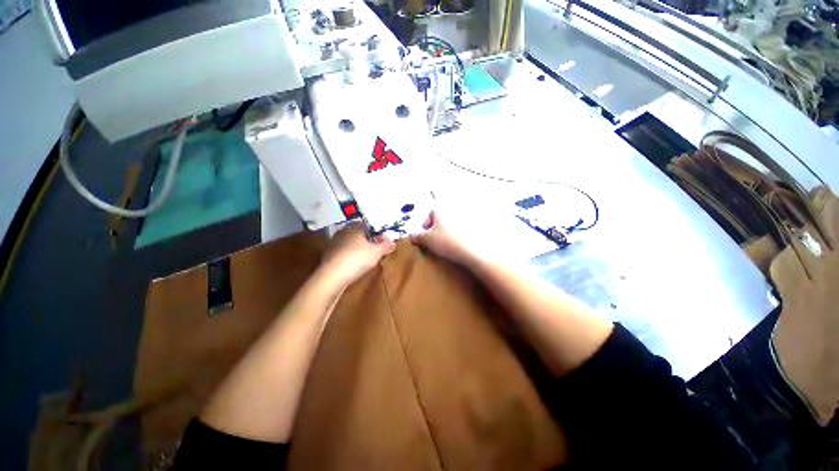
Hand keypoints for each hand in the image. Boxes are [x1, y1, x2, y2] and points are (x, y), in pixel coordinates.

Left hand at [321, 223, 395, 286]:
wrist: (332, 276)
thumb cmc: (357, 259)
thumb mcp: (376, 253)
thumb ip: (386, 246)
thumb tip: (393, 242)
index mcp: (355, 226)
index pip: (369, 226)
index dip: (378, 233)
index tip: (384, 242)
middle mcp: (344, 231)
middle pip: (360, 234)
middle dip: (369, 240)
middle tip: (377, 250)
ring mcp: (334, 242)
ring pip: (351, 242)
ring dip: (359, 248)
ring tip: (367, 258)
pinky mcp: (328, 254)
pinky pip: (344, 251)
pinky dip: (350, 255)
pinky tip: (355, 264)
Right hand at [410, 211, 482, 266]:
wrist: (472, 251)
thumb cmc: (446, 241)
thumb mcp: (427, 240)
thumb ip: (417, 236)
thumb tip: (411, 235)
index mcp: (441, 210)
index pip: (430, 213)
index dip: (425, 224)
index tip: (424, 236)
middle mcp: (453, 211)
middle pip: (441, 219)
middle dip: (436, 229)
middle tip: (433, 242)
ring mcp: (466, 219)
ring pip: (451, 226)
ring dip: (447, 233)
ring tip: (445, 246)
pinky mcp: (475, 228)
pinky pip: (461, 231)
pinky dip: (457, 237)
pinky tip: (456, 247)